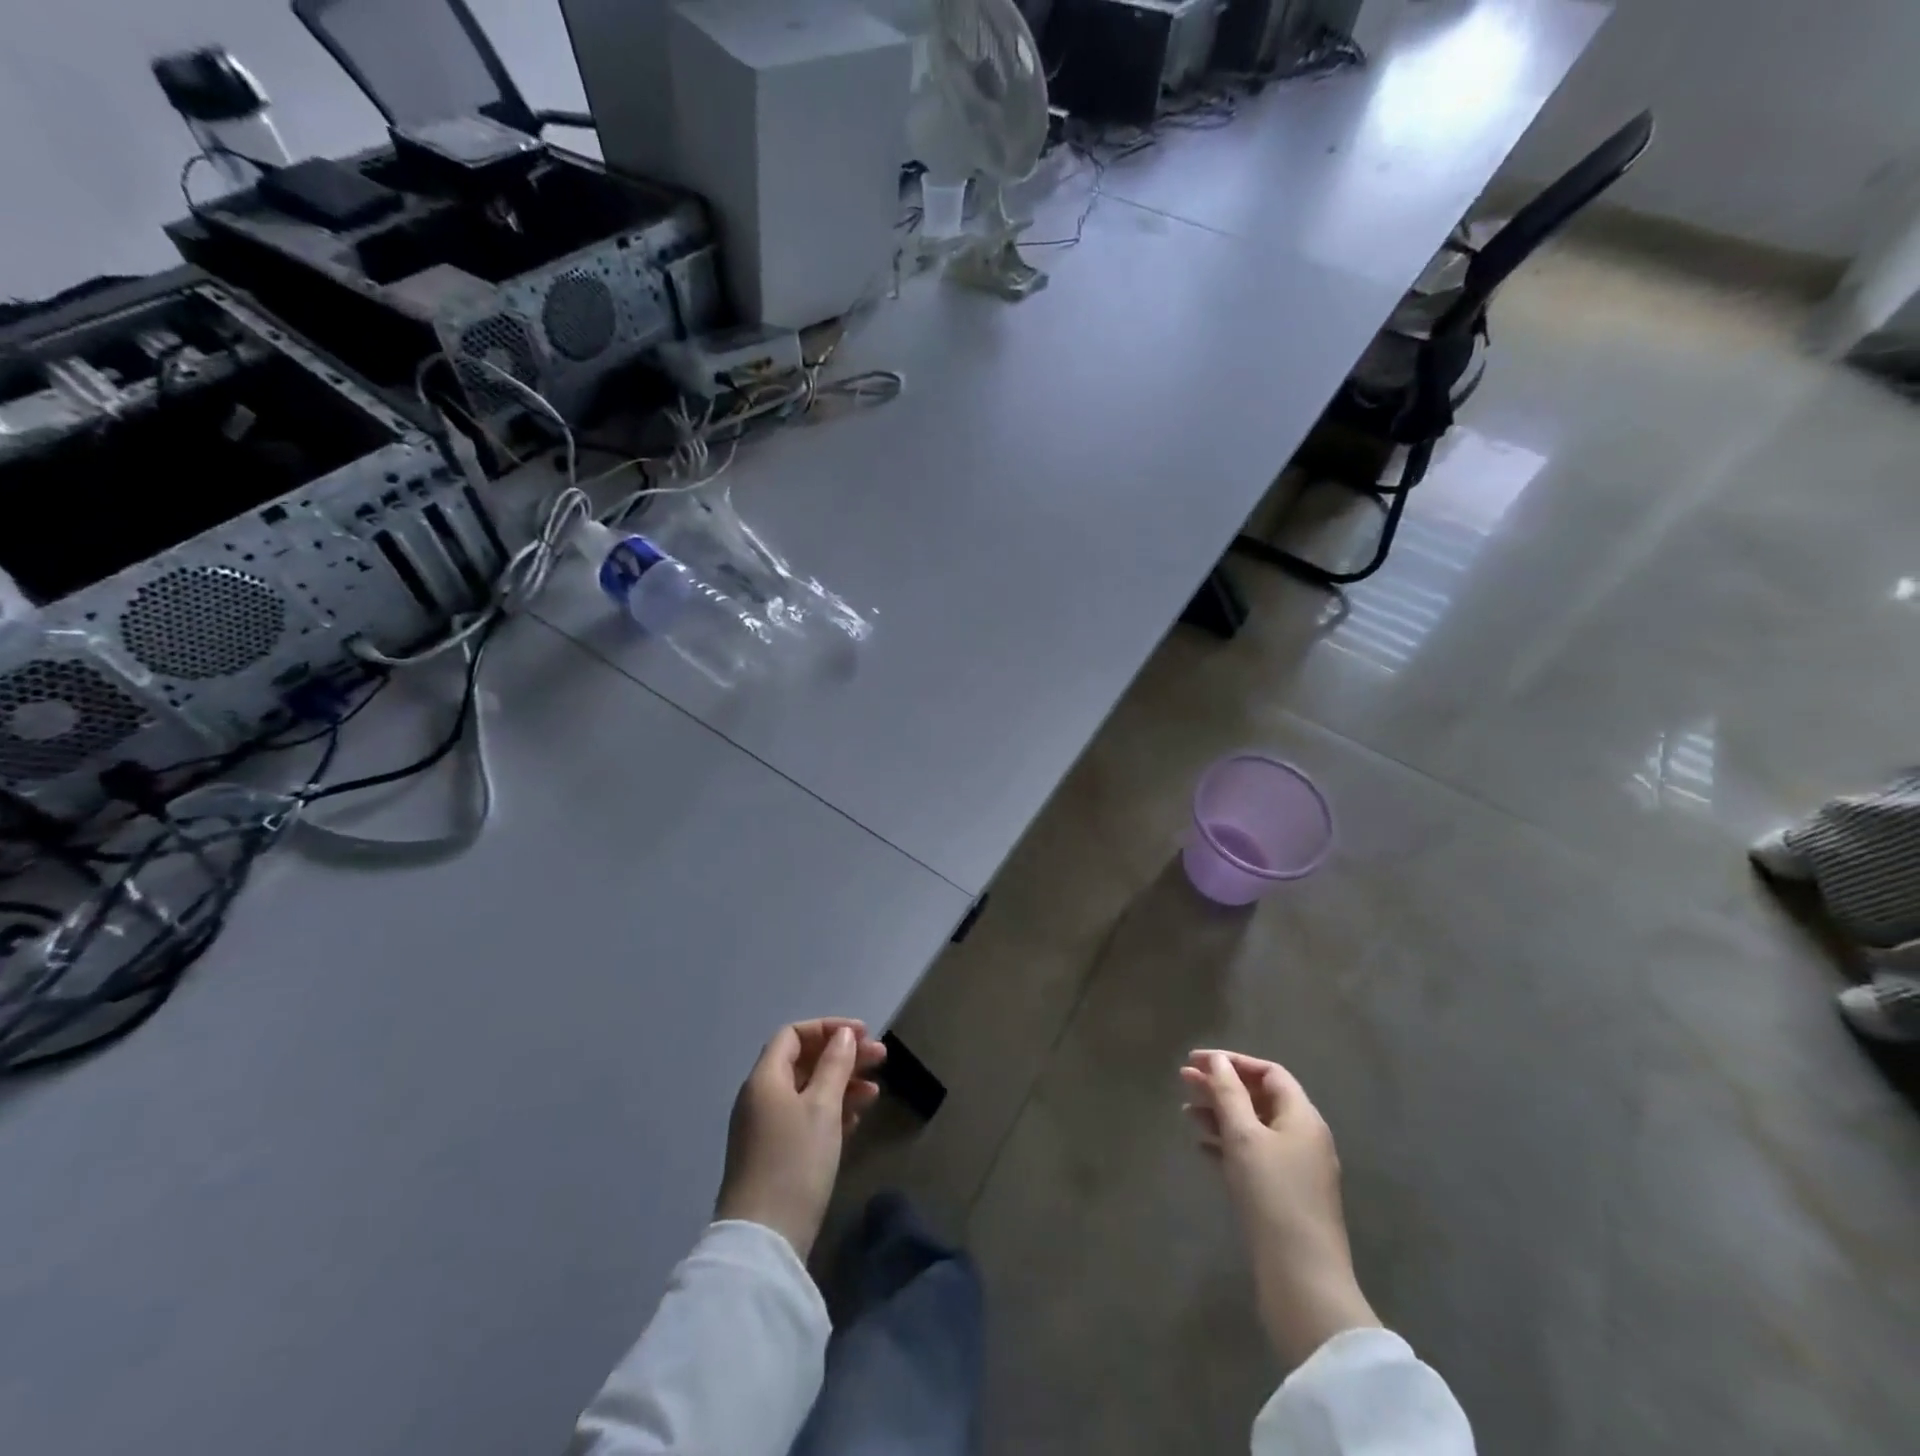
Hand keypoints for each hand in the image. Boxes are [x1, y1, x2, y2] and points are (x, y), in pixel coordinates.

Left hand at [715, 1019, 887, 1258]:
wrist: (764, 1241)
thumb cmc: (795, 1162)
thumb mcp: (822, 1107)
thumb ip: (835, 1065)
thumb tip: (843, 1035)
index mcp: (765, 1079)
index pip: (793, 1035)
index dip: (828, 1028)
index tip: (863, 1034)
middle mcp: (761, 1098)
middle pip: (804, 1062)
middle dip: (843, 1056)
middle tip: (881, 1059)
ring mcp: (767, 1129)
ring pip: (808, 1091)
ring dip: (842, 1084)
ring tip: (875, 1092)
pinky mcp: (776, 1156)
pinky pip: (806, 1118)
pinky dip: (832, 1111)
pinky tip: (857, 1119)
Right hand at [1181, 1049, 1380, 1369]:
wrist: (1302, 1280)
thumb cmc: (1272, 1196)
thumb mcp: (1244, 1137)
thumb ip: (1229, 1094)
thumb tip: (1218, 1061)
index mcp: (1302, 1117)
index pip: (1268, 1072)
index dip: (1232, 1061)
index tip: (1195, 1061)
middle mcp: (1304, 1137)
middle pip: (1259, 1098)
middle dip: (1221, 1086)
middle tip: (1183, 1080)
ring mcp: (1296, 1169)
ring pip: (1254, 1128)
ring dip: (1220, 1115)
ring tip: (1185, 1112)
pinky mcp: (1286, 1196)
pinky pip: (1254, 1156)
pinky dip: (1227, 1145)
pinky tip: (1202, 1148)